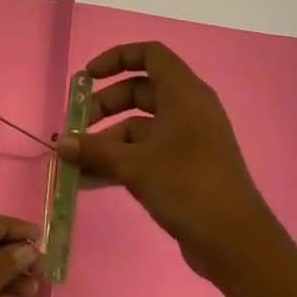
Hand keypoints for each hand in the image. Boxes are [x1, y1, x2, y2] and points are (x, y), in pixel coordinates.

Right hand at [58, 42, 279, 282]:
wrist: (236, 242)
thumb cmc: (188, 186)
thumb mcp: (135, 165)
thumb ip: (95, 150)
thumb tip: (60, 142)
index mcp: (184, 93)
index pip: (150, 54)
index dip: (116, 58)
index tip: (87, 77)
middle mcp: (188, 109)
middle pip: (140, 91)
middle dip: (104, 105)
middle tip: (76, 128)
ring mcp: (189, 139)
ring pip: (140, 126)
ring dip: (107, 139)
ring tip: (75, 161)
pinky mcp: (186, 168)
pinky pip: (147, 152)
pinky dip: (121, 160)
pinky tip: (90, 181)